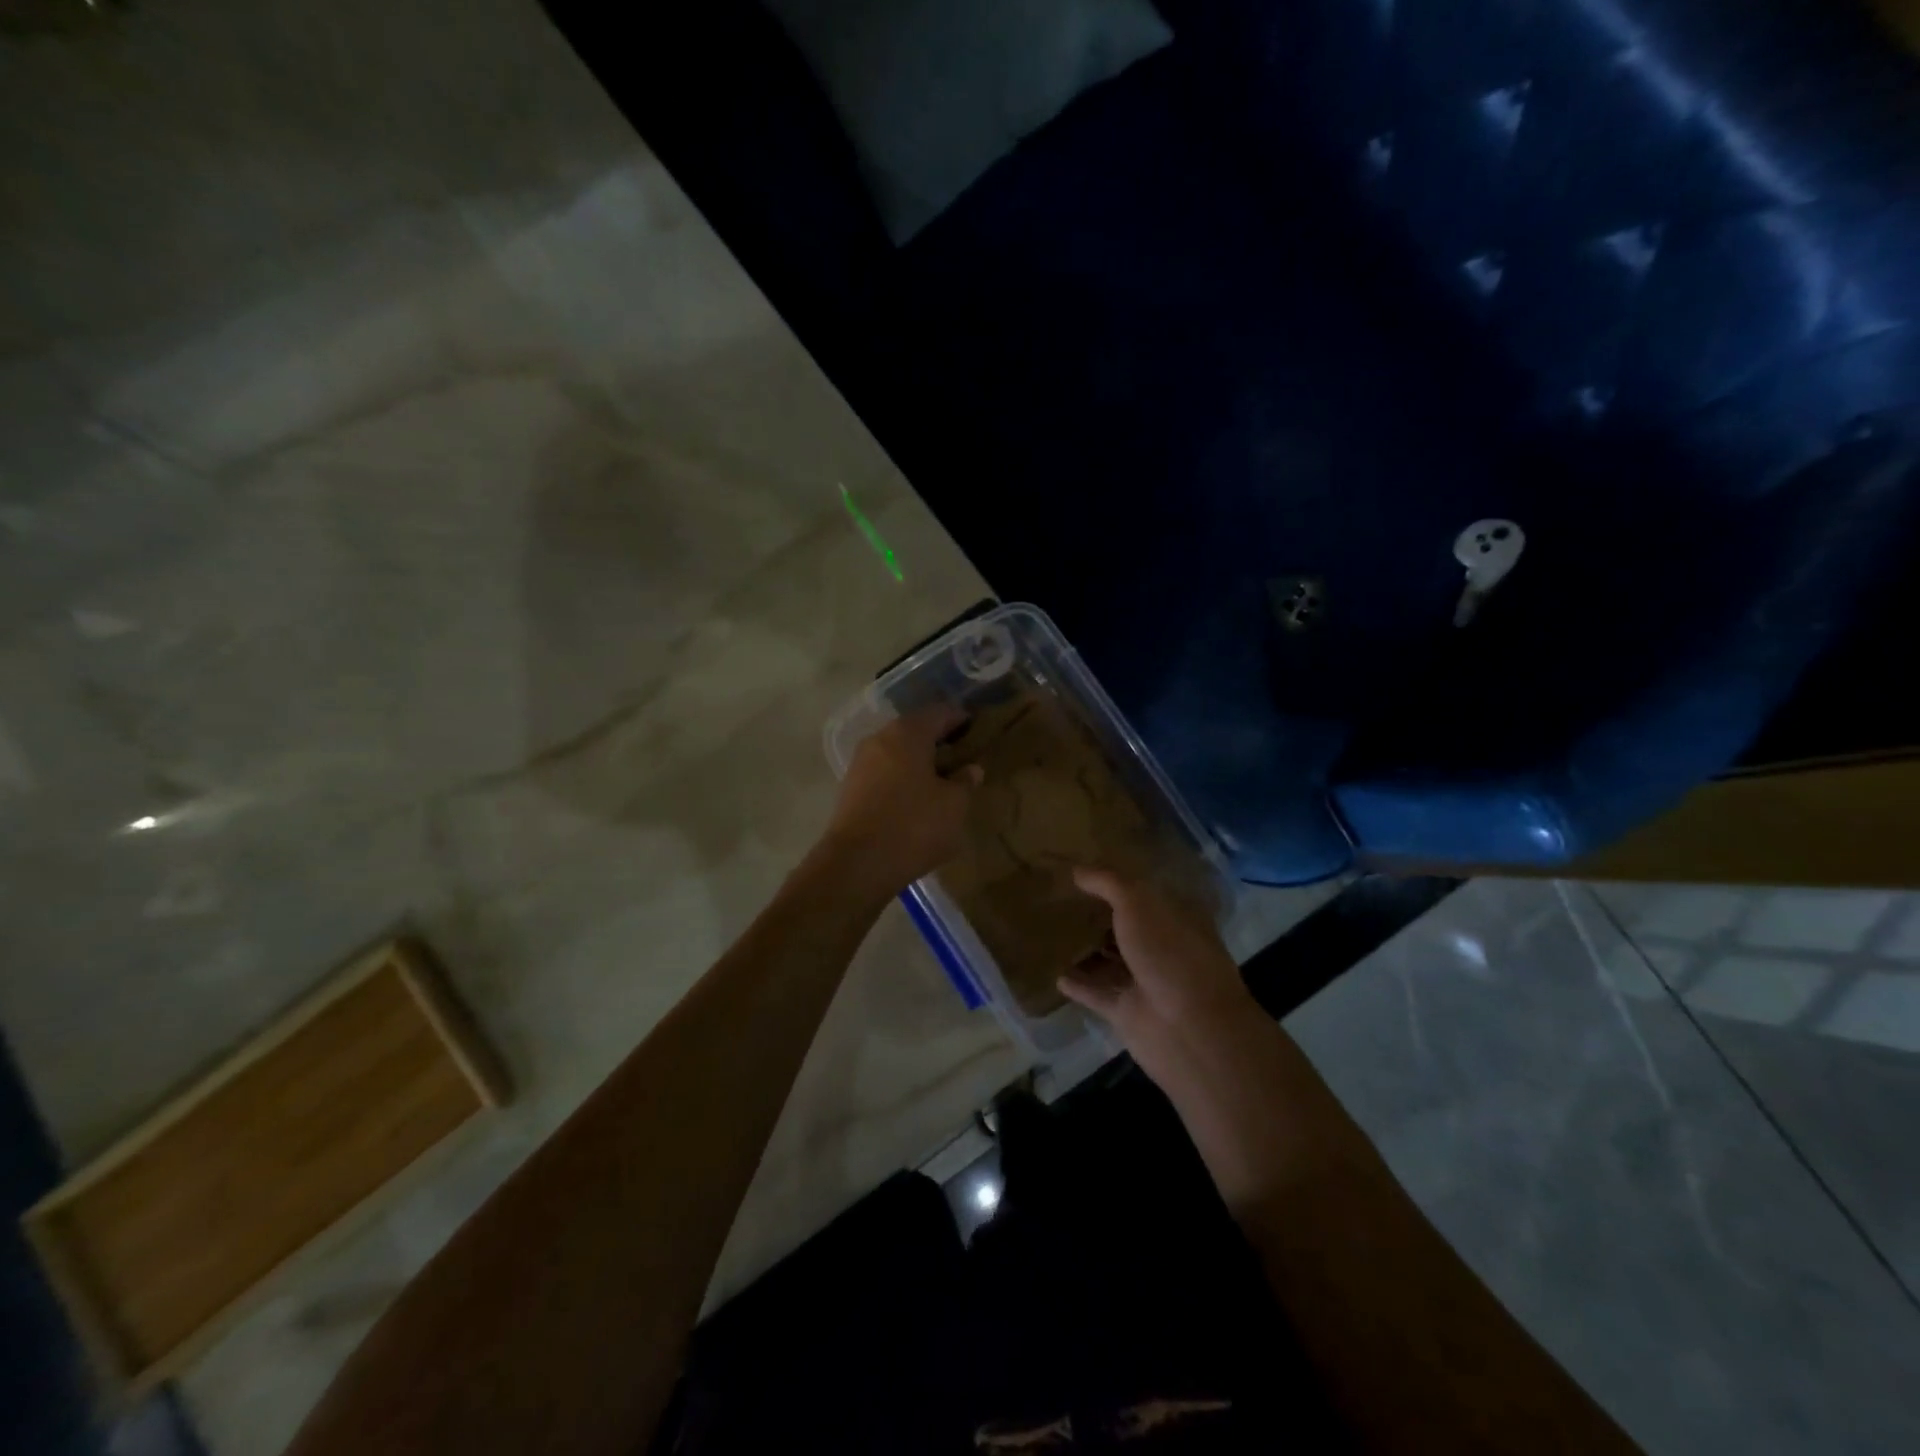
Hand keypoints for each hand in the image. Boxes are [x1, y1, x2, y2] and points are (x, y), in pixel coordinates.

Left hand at [821, 707, 980, 897]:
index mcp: (908, 732)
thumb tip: (970, 769)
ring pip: (897, 753)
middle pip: (915, 730)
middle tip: (962, 757)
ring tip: (942, 781)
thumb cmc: (913, 826)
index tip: (978, 729)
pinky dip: (902, 779)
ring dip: (919, 762)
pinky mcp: (850, 789)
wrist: (857, 864)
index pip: (940, 712)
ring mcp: (860, 763)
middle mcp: (880, 738)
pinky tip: (916, 799)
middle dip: (938, 741)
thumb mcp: (954, 805)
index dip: (961, 719)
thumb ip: (965, 782)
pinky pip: (884, 774)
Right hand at [1059, 868, 1263, 1087]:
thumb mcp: (1138, 903)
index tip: (1087, 871)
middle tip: (1063, 900)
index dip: (1120, 882)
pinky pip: (1097, 993)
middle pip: (1129, 927)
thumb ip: (1107, 883)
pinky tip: (1056, 975)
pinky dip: (1080, 985)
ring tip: (1053, 935)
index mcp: (1177, 917)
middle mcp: (1165, 947)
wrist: (1188, 1028)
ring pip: (1112, 961)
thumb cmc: (1170, 953)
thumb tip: (1078, 870)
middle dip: (1102, 916)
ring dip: (1089, 951)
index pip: (1147, 893)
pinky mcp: (1128, 1011)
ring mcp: (1147, 981)